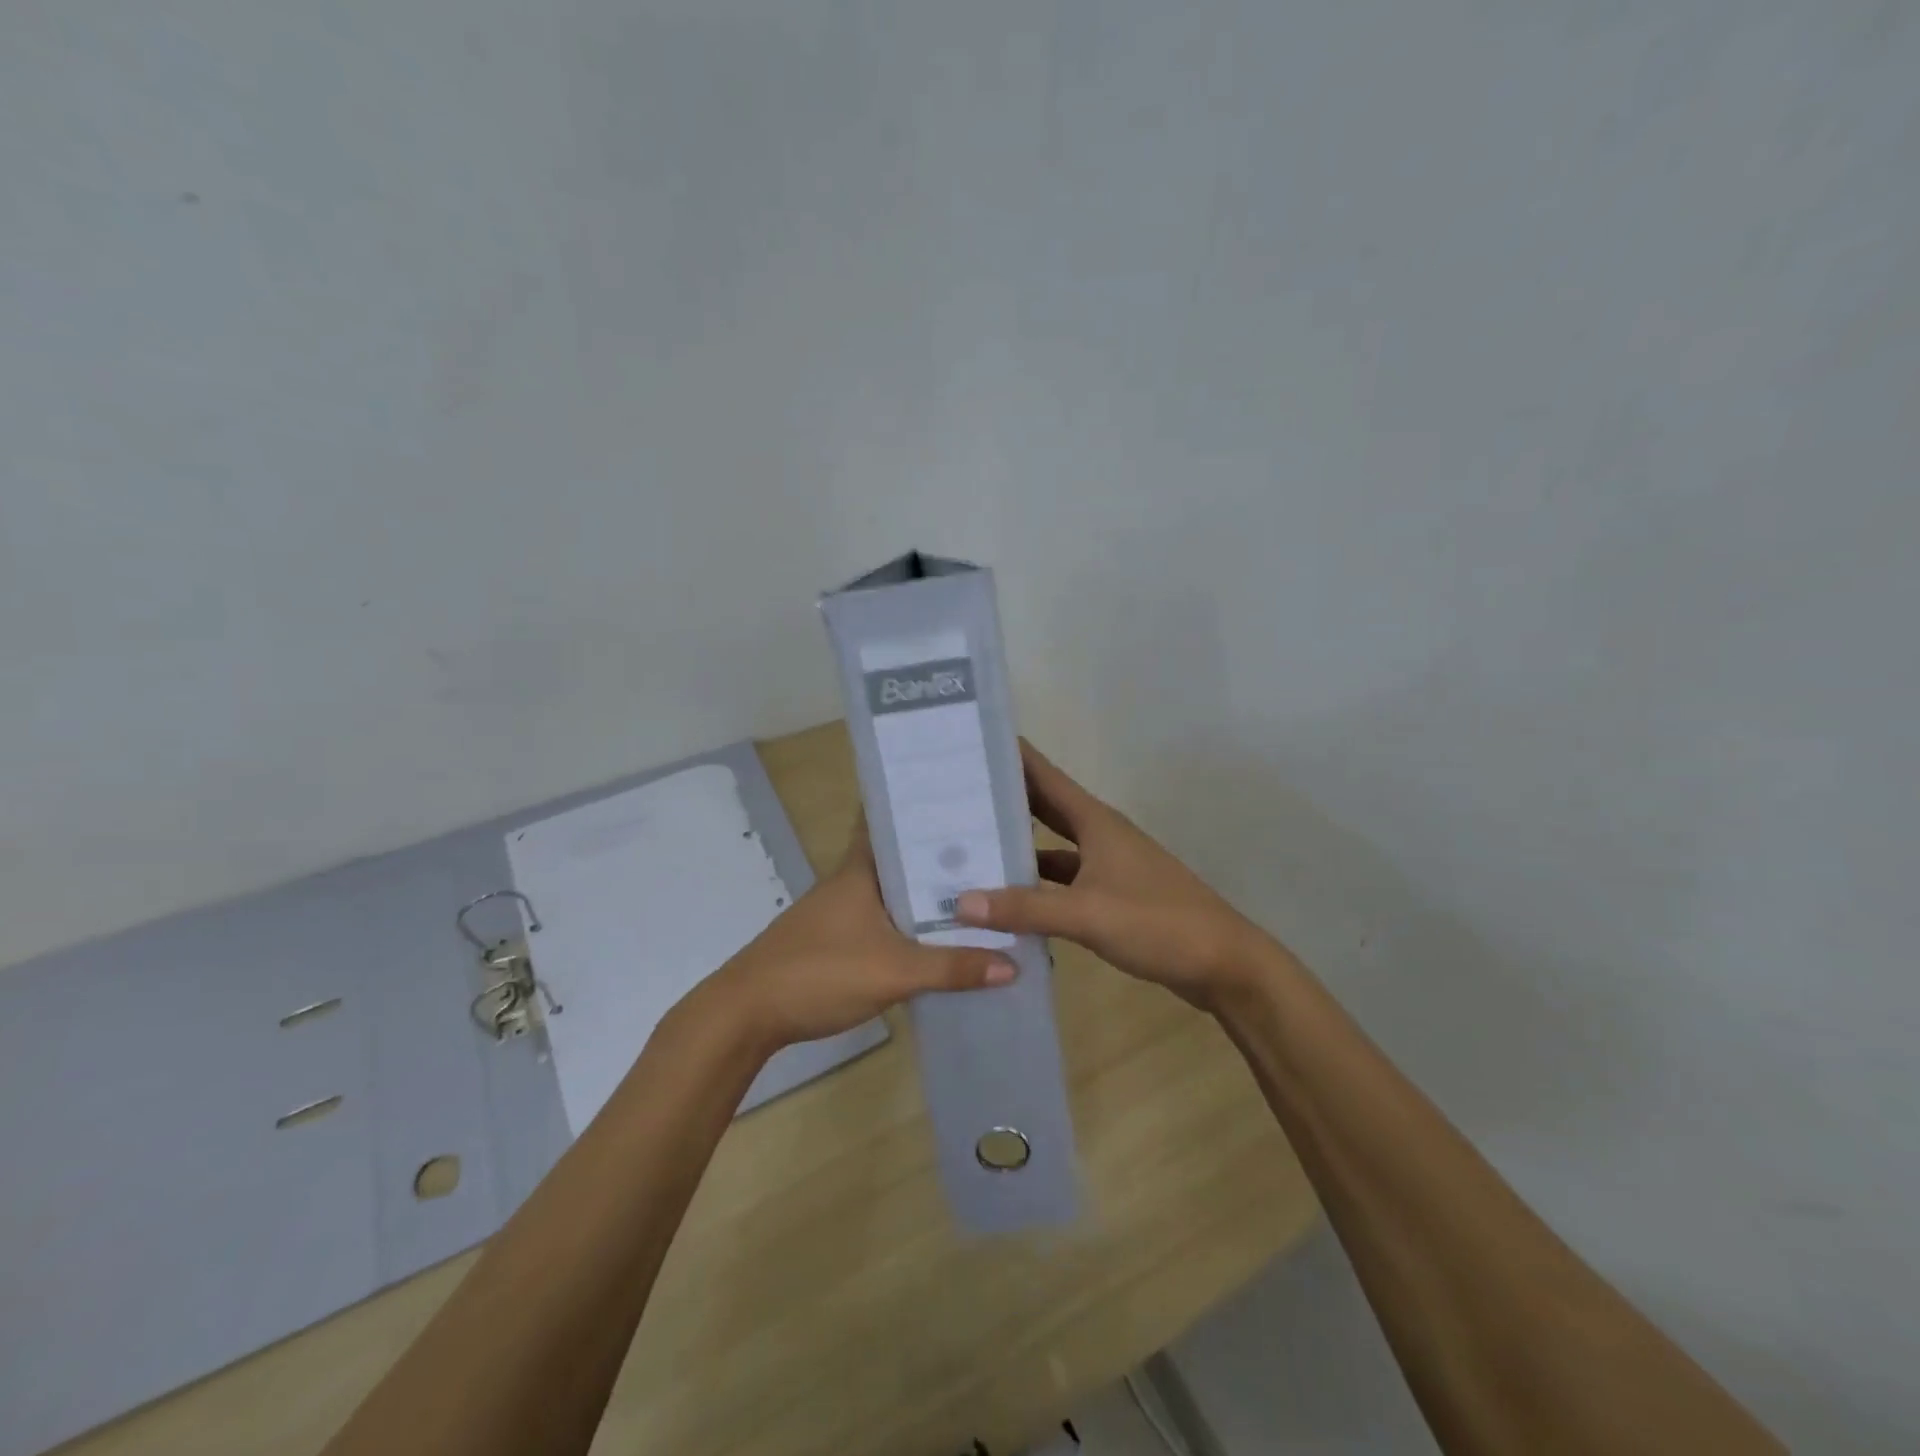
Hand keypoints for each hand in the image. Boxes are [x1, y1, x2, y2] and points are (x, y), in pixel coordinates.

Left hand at [704, 814, 1015, 1053]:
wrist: (747, 1014)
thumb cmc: (819, 972)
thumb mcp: (894, 970)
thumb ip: (953, 967)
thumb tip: (1014, 963)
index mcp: (861, 869)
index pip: (890, 819)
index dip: (923, 805)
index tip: (964, 796)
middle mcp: (851, 880)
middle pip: (901, 856)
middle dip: (941, 852)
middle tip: (993, 847)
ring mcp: (841, 910)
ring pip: (895, 889)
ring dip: (929, 890)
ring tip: (981, 889)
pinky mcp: (837, 939)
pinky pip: (885, 918)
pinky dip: (913, 920)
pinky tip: (940, 934)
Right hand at [955, 740, 1276, 1011]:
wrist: (1222, 964)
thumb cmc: (1157, 923)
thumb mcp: (1086, 913)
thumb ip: (1025, 907)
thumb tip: (961, 902)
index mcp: (1095, 822)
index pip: (1044, 775)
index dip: (1011, 756)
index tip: (971, 740)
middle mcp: (1099, 835)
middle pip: (1044, 807)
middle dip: (1004, 798)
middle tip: (955, 791)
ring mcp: (1107, 866)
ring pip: (1051, 847)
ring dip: (1017, 846)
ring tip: (968, 846)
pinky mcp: (1110, 897)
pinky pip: (1061, 882)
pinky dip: (1035, 886)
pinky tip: (1006, 899)